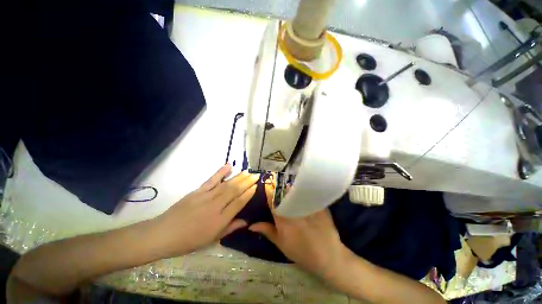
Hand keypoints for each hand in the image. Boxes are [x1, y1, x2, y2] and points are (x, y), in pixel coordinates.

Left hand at [156, 164, 258, 256]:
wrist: (163, 234)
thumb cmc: (189, 240)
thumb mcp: (212, 239)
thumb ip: (230, 228)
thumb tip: (246, 222)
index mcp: (219, 221)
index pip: (238, 203)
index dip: (248, 194)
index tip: (256, 186)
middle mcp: (215, 206)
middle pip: (234, 191)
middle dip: (247, 182)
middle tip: (256, 175)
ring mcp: (205, 197)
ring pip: (226, 184)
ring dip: (239, 177)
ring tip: (248, 171)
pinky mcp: (197, 191)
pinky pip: (211, 180)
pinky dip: (221, 172)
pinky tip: (229, 166)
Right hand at [248, 178, 347, 278]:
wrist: (327, 255)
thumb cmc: (301, 252)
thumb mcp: (281, 243)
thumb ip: (267, 231)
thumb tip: (251, 225)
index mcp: (282, 217)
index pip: (272, 199)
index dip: (269, 191)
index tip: (268, 187)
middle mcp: (293, 208)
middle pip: (284, 192)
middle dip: (280, 187)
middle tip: (278, 185)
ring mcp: (307, 205)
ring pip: (296, 190)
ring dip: (291, 188)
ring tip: (289, 187)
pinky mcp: (317, 203)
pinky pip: (308, 193)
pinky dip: (303, 191)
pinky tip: (302, 191)